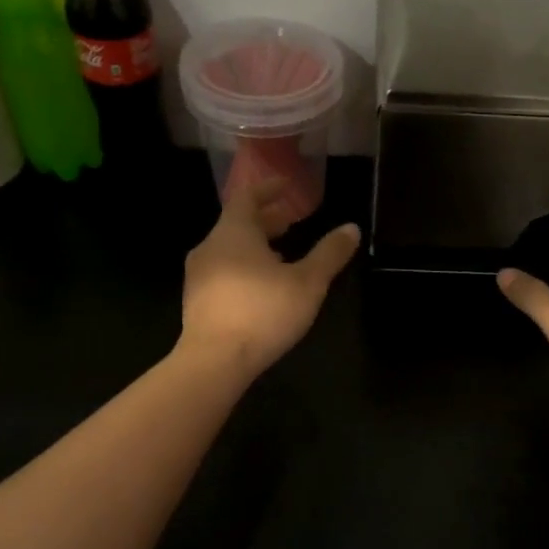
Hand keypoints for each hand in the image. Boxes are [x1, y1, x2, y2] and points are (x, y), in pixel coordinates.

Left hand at [180, 181, 360, 376]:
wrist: (214, 361)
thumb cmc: (263, 312)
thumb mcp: (307, 283)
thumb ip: (329, 254)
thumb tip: (351, 228)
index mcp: (234, 233)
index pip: (248, 197)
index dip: (268, 189)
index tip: (286, 186)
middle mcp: (210, 247)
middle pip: (237, 224)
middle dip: (266, 221)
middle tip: (290, 222)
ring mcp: (198, 275)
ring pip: (229, 250)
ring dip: (255, 247)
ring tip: (281, 256)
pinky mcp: (197, 301)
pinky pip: (222, 272)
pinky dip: (243, 268)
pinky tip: (261, 288)